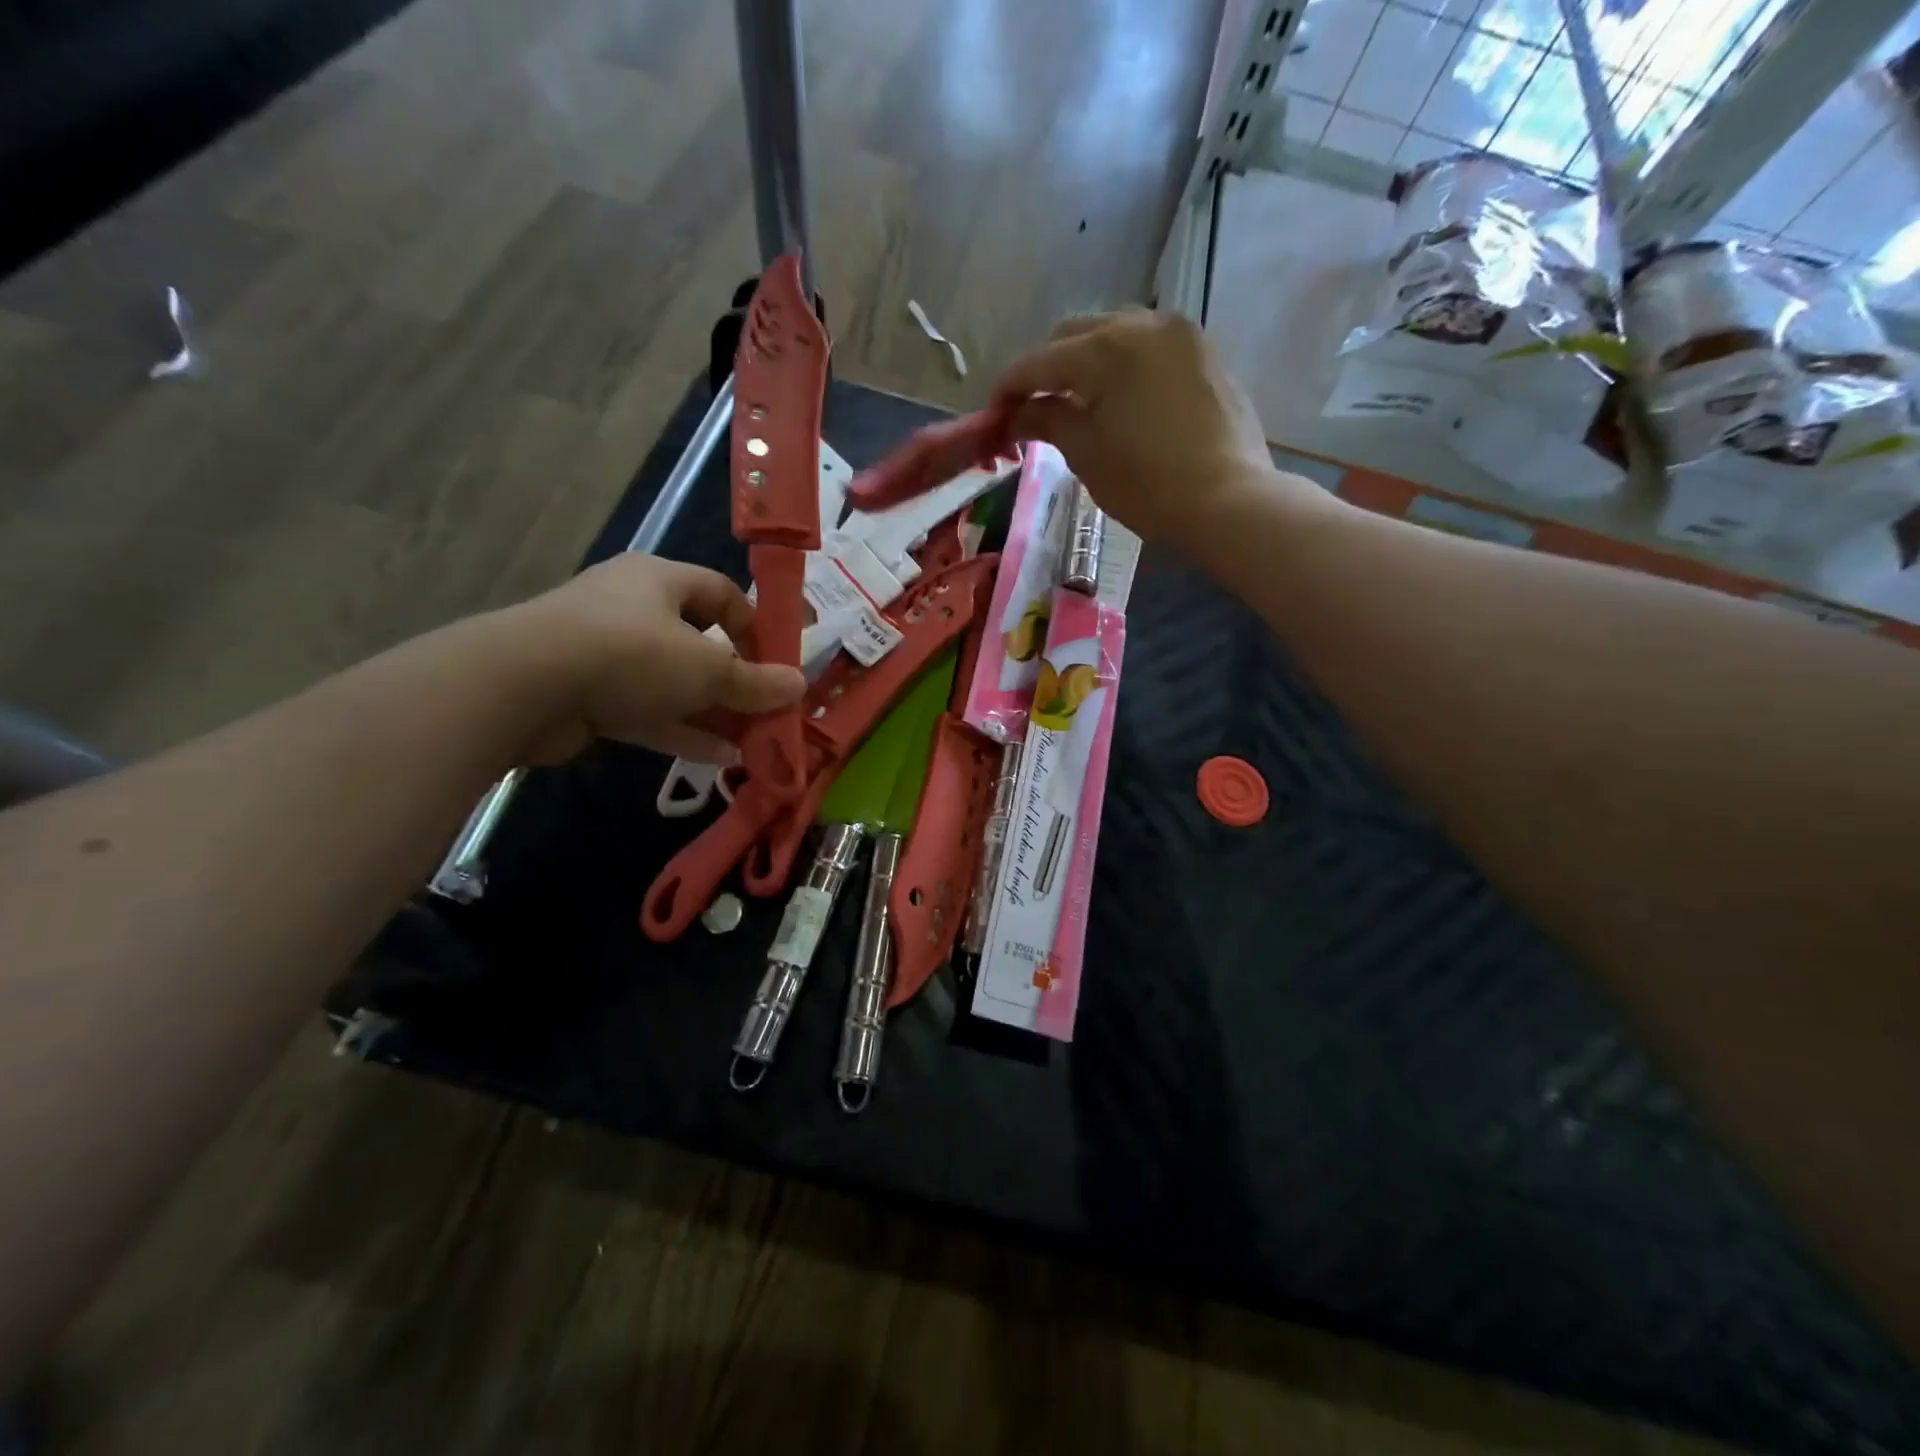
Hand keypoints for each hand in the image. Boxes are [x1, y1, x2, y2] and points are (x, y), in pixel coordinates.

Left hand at [499, 555, 804, 765]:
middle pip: (699, 642)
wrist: (524, 686)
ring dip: (713, 711)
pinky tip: (720, 756)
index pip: (722, 593)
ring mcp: (607, 654)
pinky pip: (648, 710)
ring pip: (674, 682)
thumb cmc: (631, 653)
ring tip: (752, 741)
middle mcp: (633, 610)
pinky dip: (682, 730)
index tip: (778, 662)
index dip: (755, 625)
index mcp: (660, 581)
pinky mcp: (589, 695)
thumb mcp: (706, 668)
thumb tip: (798, 686)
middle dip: (735, 680)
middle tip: (766, 709)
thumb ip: (754, 681)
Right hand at [989, 310, 1276, 545]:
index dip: (1008, 388)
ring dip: (1085, 362)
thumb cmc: (1147, 484)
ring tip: (1077, 401)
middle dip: (1047, 369)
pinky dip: (1123, 365)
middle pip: (1074, 335)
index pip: (1038, 362)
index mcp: (1104, 348)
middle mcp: (1140, 323)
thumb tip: (1015, 413)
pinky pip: (1148, 347)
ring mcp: (1178, 334)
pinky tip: (1119, 399)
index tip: (992, 414)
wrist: (1227, 500)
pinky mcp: (1203, 352)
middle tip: (1033, 409)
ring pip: (1114, 333)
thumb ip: (1046, 420)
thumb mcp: (1086, 453)